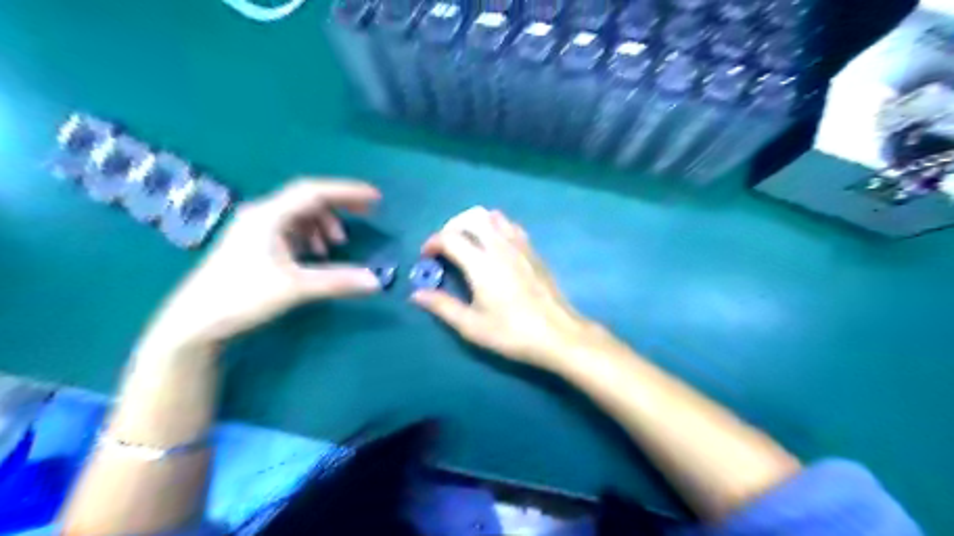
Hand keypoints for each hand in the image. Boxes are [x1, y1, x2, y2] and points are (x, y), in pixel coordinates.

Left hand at [139, 179, 381, 354]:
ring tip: (335, 244)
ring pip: (299, 214)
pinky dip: (309, 235)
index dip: (348, 191)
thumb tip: (376, 281)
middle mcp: (261, 214)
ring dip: (323, 224)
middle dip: (340, 205)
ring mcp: (255, 228)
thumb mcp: (295, 288)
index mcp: (269, 216)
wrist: (194, 321)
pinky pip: (290, 227)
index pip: (315, 191)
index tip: (375, 198)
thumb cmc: (242, 297)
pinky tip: (314, 254)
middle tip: (367, 214)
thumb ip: (337, 281)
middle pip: (308, 198)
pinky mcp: (253, 242)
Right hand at [412, 206, 606, 367]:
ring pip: (493, 216)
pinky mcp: (533, 251)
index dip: (432, 243)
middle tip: (445, 248)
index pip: (449, 237)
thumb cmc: (512, 333)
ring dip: (474, 223)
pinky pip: (511, 226)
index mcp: (481, 263)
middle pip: (471, 217)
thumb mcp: (472, 326)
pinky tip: (494, 247)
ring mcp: (520, 245)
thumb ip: (442, 306)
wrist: (557, 334)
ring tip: (468, 244)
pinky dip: (496, 227)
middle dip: (451, 227)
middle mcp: (499, 246)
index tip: (426, 258)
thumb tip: (416, 294)